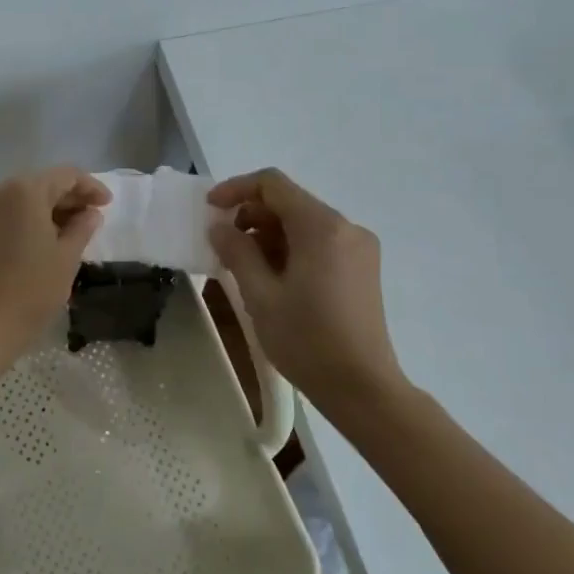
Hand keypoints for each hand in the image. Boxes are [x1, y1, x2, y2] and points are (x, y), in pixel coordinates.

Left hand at [0, 166, 109, 353]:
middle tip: (90, 217)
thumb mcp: (67, 257)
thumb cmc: (33, 289)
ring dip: (45, 209)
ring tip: (67, 231)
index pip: (65, 175)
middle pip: (40, 183)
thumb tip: (90, 213)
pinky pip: (2, 214)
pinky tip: (37, 240)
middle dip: (67, 197)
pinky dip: (22, 220)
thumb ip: (82, 227)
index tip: (107, 205)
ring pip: (19, 198)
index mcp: (24, 190)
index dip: (90, 187)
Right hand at [207, 168, 405, 420]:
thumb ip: (237, 253)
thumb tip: (220, 228)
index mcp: (322, 227)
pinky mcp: (362, 267)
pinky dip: (291, 248)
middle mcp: (346, 227)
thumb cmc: (307, 340)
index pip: (273, 184)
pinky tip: (273, 277)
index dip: (236, 189)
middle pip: (290, 202)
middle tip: (223, 245)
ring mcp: (358, 247)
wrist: (363, 388)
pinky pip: (320, 242)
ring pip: (304, 223)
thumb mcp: (260, 296)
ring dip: (269, 234)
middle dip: (251, 215)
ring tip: (244, 266)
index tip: (210, 210)